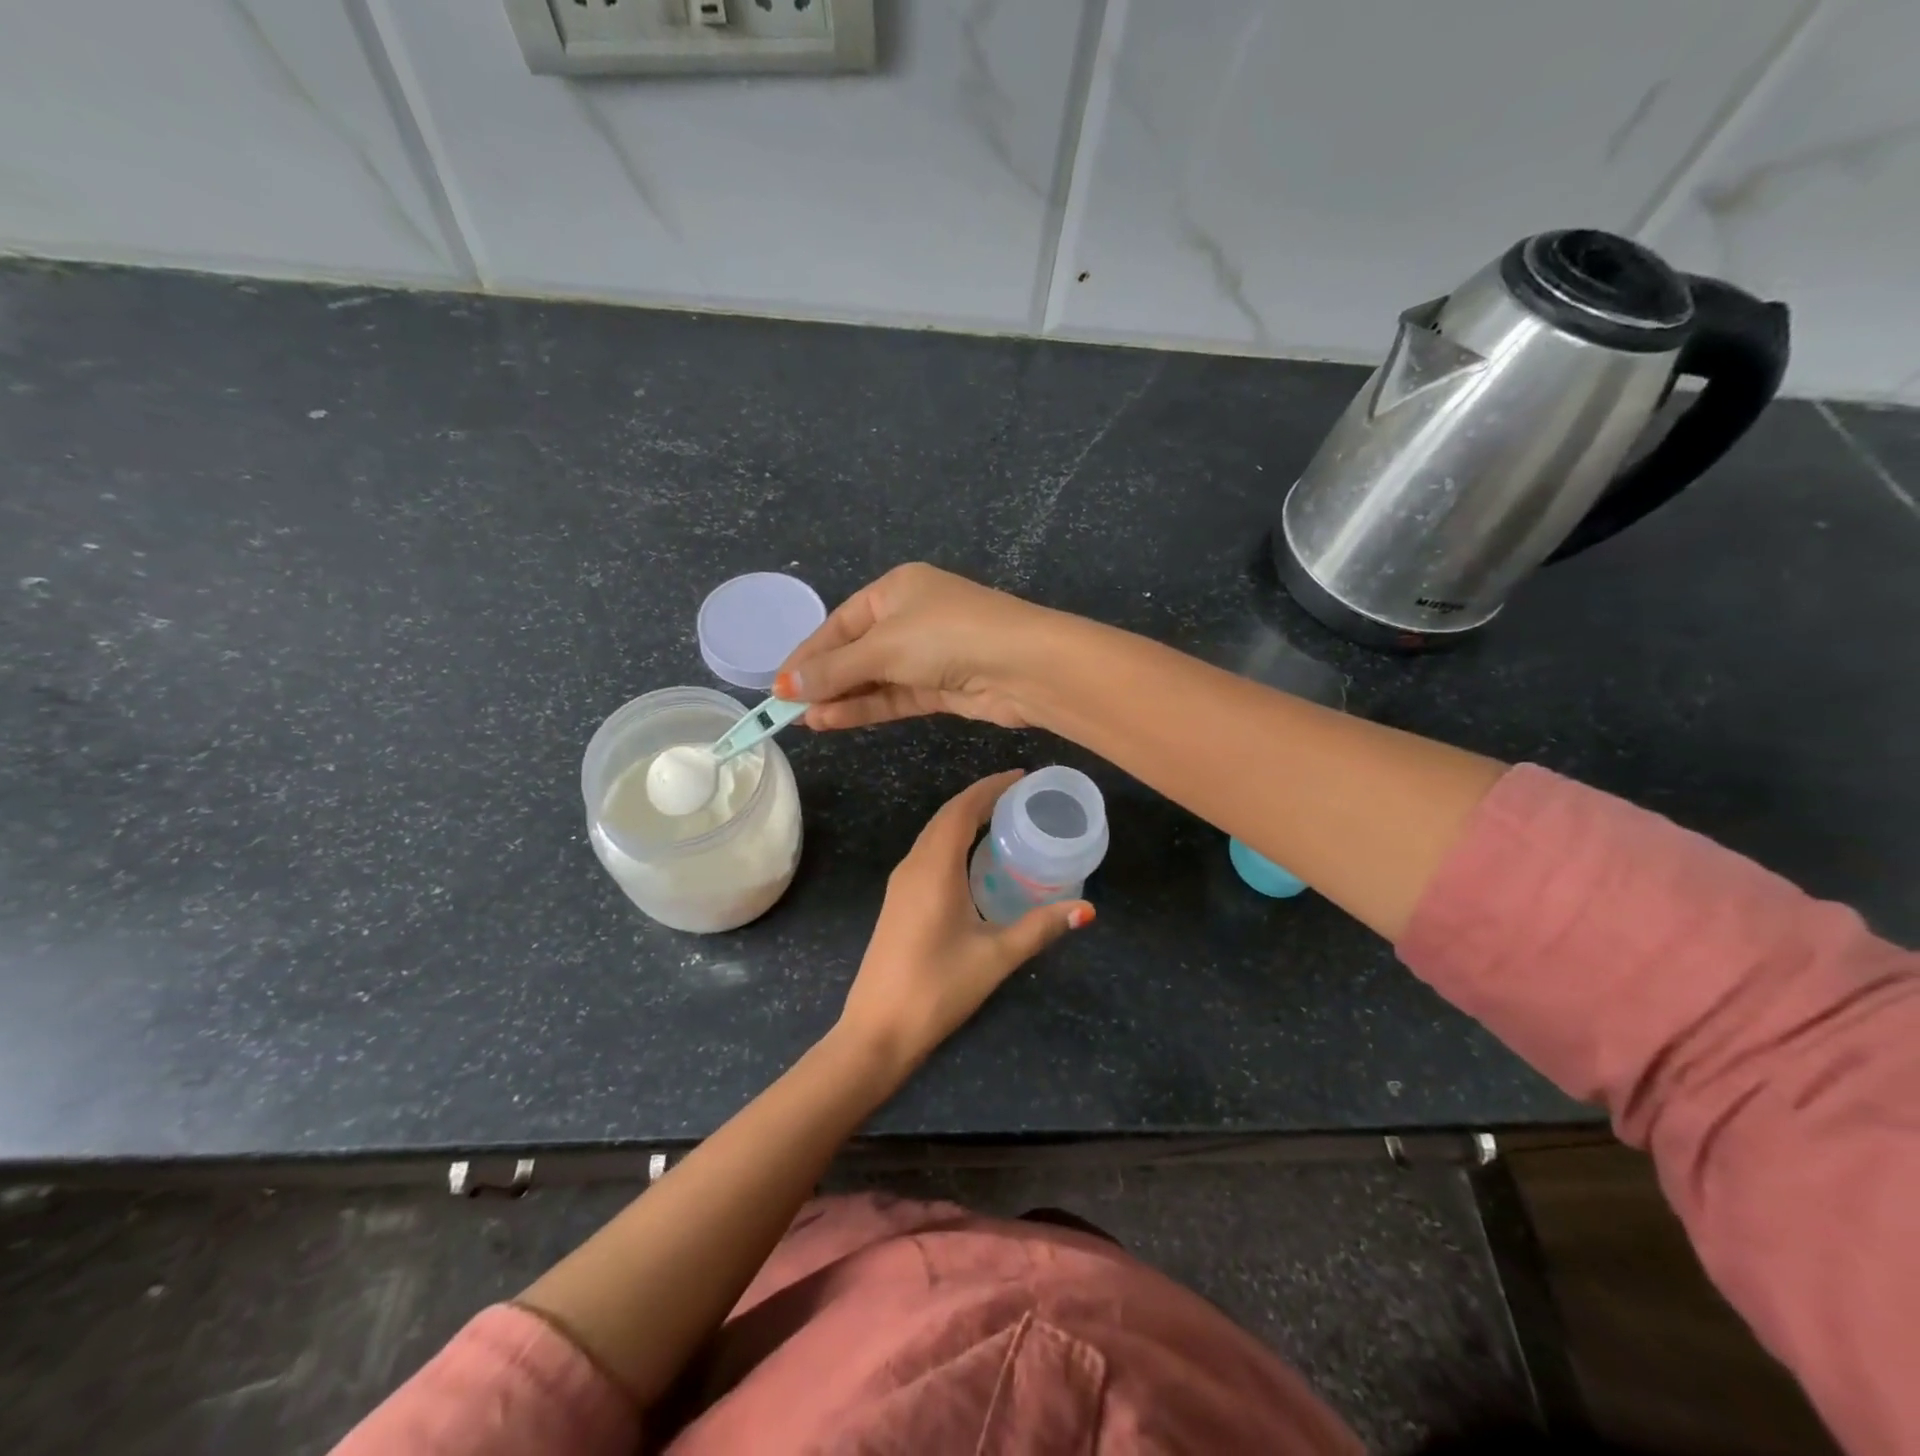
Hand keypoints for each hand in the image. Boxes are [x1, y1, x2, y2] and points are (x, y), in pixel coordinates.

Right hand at [774, 563, 1062, 730]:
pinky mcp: (941, 686)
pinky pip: (895, 697)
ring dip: (842, 699)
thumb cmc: (946, 636)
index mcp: (895, 589)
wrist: (1023, 665)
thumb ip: (835, 669)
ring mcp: (927, 654)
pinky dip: (867, 708)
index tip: (778, 686)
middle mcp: (910, 617)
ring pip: (874, 678)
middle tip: (787, 709)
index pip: (839, 623)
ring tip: (805, 721)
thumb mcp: (883, 647)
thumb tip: (785, 687)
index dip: (808, 655)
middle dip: (823, 680)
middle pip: (855, 651)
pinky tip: (834, 721)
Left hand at [837, 770, 1092, 1074]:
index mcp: (934, 868)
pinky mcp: (898, 902)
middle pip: (946, 816)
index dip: (991, 787)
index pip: (962, 810)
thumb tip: (1086, 910)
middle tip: (1020, 795)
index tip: (1022, 777)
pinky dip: (952, 841)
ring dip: (964, 819)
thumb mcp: (995, 956)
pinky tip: (973, 859)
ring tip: (1002, 819)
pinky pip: (927, 854)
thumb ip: (1040, 928)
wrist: (877, 1030)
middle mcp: (912, 866)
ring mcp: (900, 884)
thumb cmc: (937, 988)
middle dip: (981, 798)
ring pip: (933, 835)